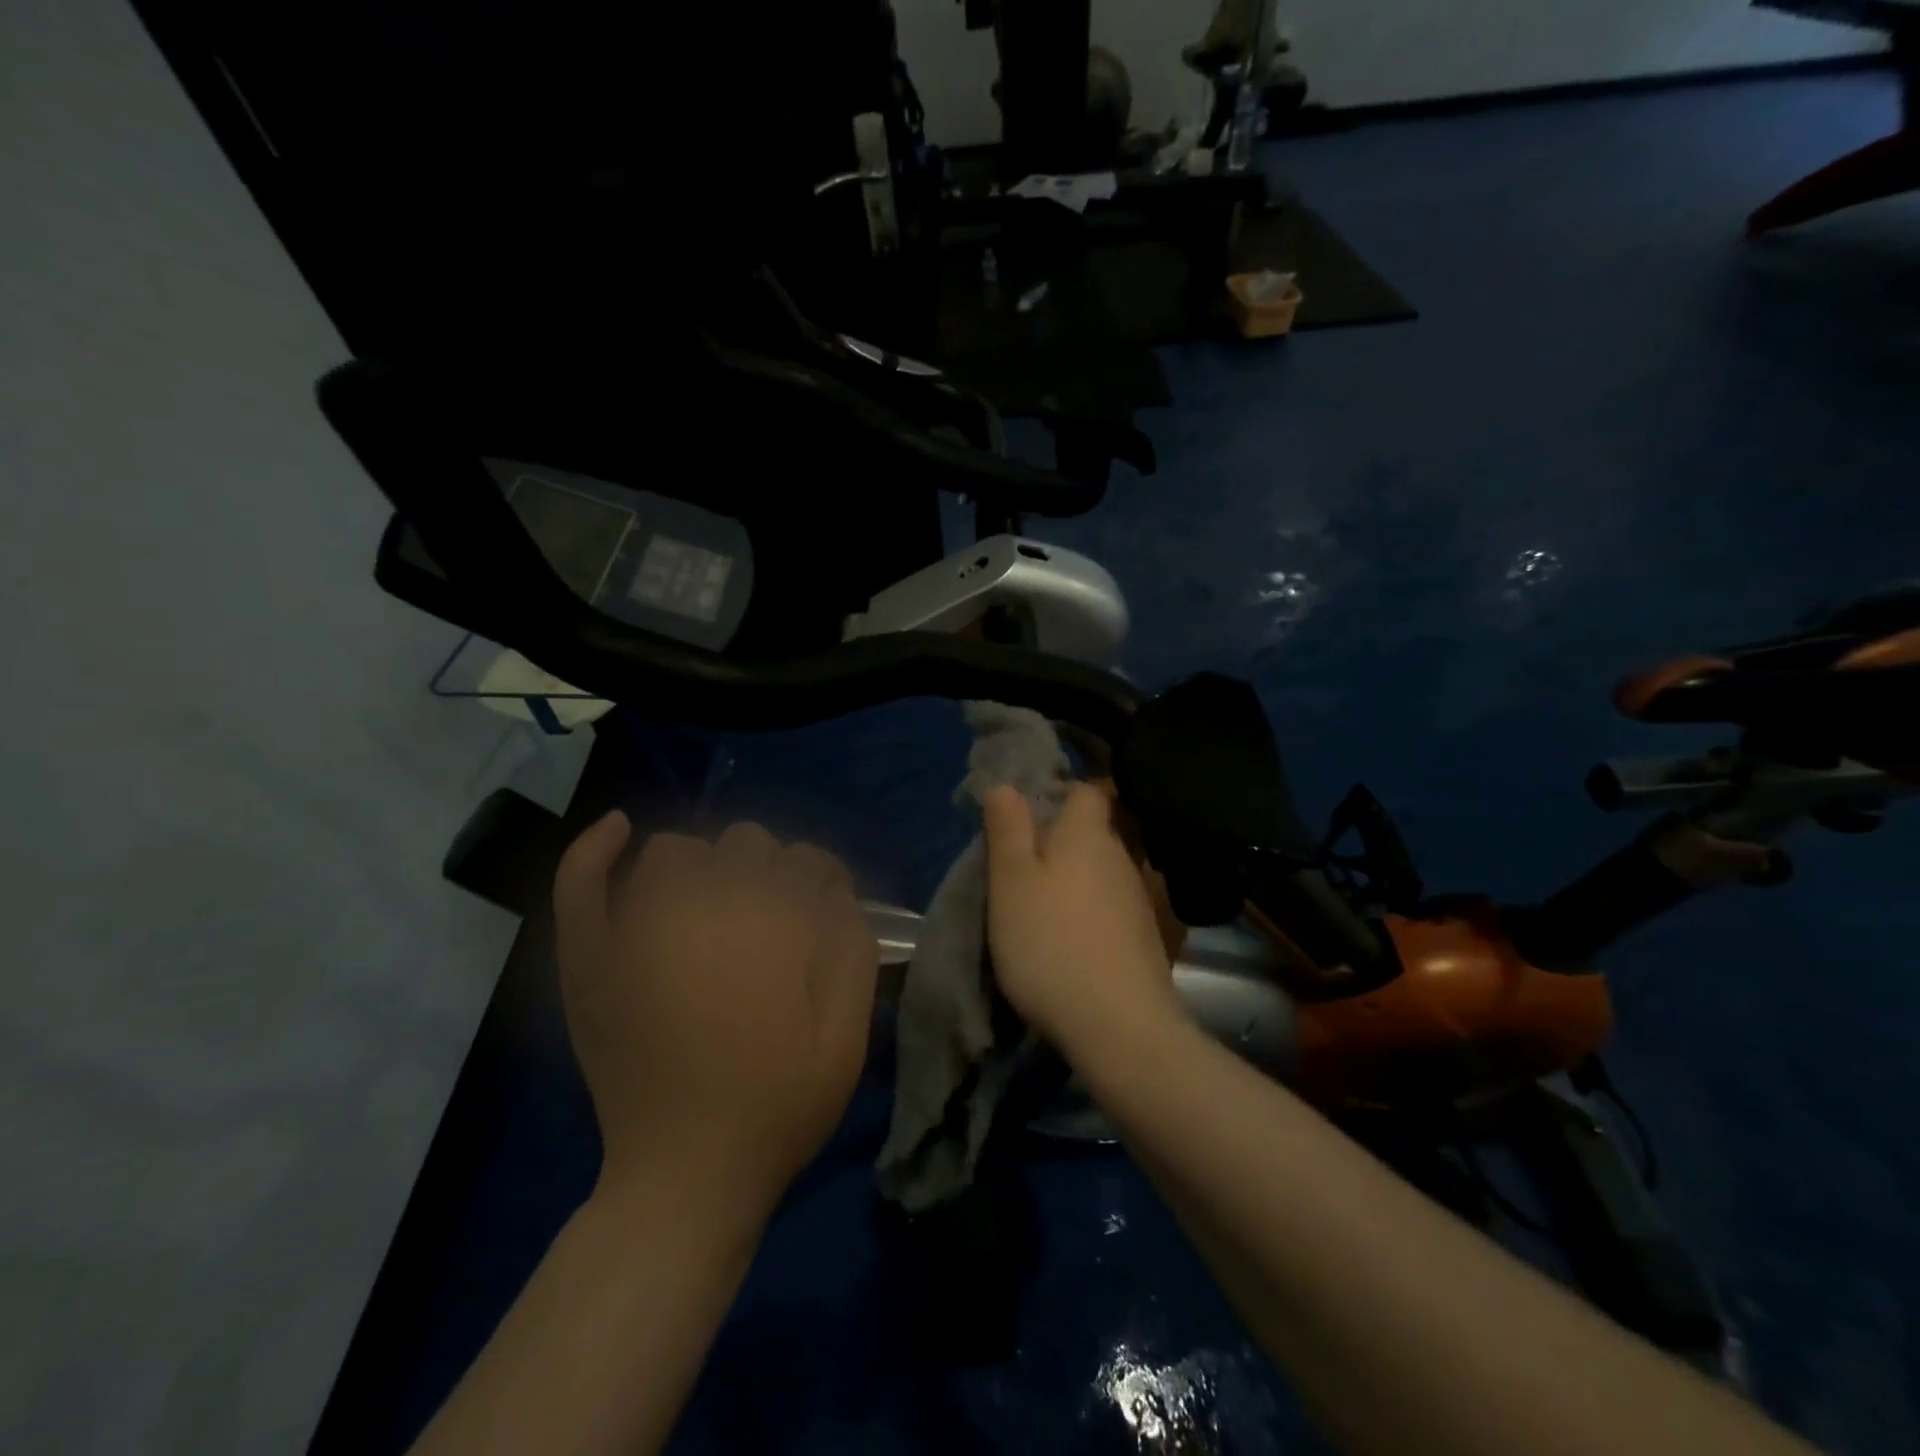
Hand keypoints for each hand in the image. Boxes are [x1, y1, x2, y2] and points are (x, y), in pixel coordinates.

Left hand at [553, 813, 879, 1218]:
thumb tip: (837, 892)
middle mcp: (703, 909)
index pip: (808, 862)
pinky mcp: (594, 962)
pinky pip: (583, 887)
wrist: (686, 1177)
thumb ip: (852, 949)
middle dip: (772, 871)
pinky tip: (618, 831)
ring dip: (706, 864)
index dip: (825, 882)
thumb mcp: (846, 1034)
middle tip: (776, 923)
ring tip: (719, 902)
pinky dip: (595, 852)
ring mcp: (638, 931)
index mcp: (770, 924)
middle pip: (747, 844)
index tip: (827, 914)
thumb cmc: (778, 1106)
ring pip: (676, 852)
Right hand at [981, 782, 1185, 1054]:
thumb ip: (1009, 830)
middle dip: (1061, 841)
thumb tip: (1007, 785)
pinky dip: (1091, 913)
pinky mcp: (1146, 938)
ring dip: (1075, 880)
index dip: (1059, 793)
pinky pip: (1112, 908)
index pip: (1086, 791)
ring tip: (1041, 907)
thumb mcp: (1011, 882)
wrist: (1118, 1026)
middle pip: (1092, 833)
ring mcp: (1139, 899)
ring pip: (1101, 872)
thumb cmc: (1050, 943)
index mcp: (1088, 835)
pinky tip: (1072, 939)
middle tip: (1022, 865)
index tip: (1028, 814)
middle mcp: (1121, 857)